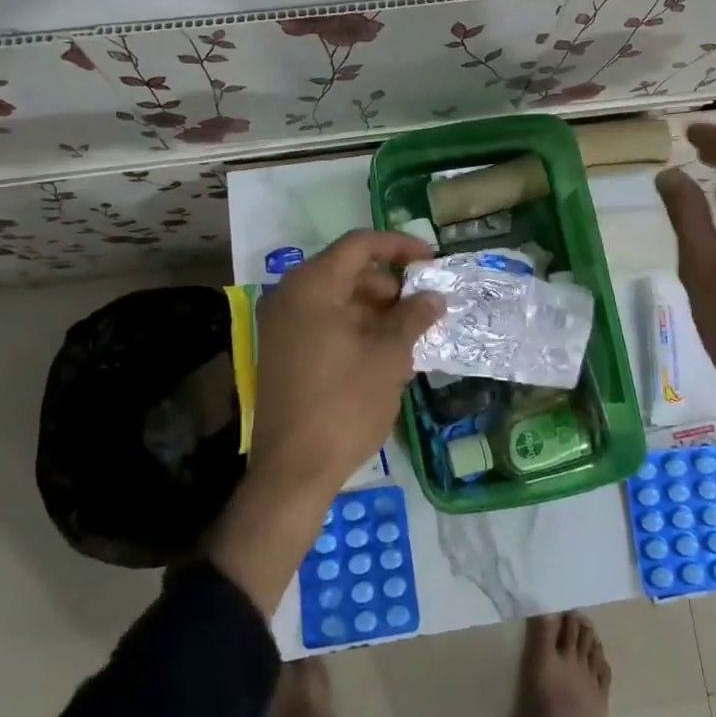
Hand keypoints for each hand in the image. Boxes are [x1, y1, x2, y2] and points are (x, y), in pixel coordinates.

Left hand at [250, 230, 445, 497]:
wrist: (293, 470)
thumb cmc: (344, 404)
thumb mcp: (389, 357)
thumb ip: (412, 317)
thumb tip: (433, 297)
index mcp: (312, 286)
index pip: (360, 245)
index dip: (399, 246)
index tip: (431, 261)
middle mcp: (290, 296)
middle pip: (347, 271)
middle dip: (389, 285)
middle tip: (422, 308)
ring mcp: (282, 325)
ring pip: (337, 299)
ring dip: (375, 310)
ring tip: (408, 335)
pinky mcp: (283, 352)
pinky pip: (324, 323)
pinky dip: (355, 328)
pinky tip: (383, 353)